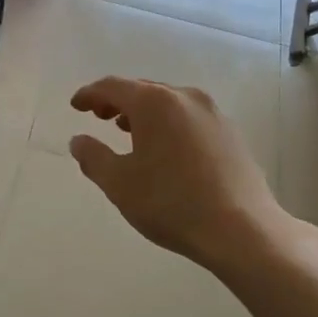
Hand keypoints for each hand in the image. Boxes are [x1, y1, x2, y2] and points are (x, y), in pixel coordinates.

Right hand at [69, 78, 287, 270]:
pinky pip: (189, 119)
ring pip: (169, 103)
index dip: (90, 94)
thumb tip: (79, 141)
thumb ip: (93, 157)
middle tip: (98, 116)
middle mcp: (186, 98)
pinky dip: (169, 125)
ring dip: (144, 112)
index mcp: (155, 103)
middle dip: (117, 101)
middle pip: (143, 90)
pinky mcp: (231, 134)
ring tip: (128, 131)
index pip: (113, 86)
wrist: (241, 229)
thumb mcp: (119, 183)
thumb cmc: (171, 203)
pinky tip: (165, 149)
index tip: (76, 105)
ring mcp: (213, 114)